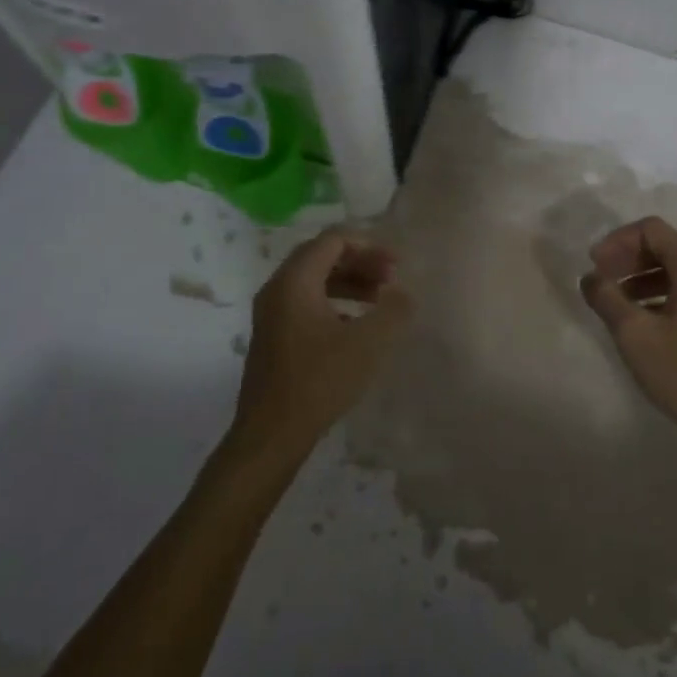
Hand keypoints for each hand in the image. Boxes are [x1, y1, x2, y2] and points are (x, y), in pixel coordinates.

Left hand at [230, 229, 412, 462]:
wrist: (271, 435)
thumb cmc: (319, 381)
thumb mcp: (367, 343)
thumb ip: (393, 310)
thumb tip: (405, 293)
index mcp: (295, 281)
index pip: (333, 240)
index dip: (369, 246)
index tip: (397, 265)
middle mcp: (277, 289)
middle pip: (322, 257)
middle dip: (360, 262)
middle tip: (391, 279)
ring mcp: (271, 314)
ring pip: (314, 281)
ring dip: (349, 283)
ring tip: (379, 300)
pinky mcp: (273, 337)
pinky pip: (306, 303)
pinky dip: (335, 303)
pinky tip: (357, 326)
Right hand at [580, 216, 676, 446]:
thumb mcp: (634, 333)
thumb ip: (606, 298)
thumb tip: (590, 278)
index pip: (651, 230)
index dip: (617, 241)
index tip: (594, 264)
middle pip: (664, 247)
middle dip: (627, 258)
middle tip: (600, 280)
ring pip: (675, 270)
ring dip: (641, 277)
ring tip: (615, 301)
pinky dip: (658, 293)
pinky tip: (640, 319)